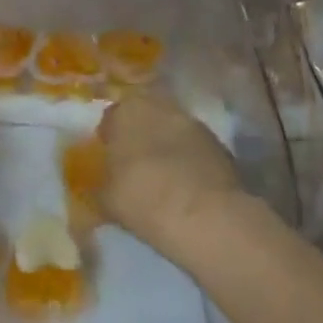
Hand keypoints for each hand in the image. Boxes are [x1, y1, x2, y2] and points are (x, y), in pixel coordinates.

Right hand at [95, 89, 243, 252]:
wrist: (206, 216)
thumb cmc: (143, 198)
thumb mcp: (106, 199)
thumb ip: (101, 185)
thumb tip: (102, 187)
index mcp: (125, 112)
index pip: (111, 119)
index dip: (110, 140)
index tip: (110, 162)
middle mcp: (159, 107)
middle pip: (144, 119)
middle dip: (140, 137)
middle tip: (136, 167)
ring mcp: (194, 124)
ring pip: (172, 132)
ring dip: (167, 148)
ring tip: (164, 179)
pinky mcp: (220, 145)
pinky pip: (195, 150)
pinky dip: (190, 162)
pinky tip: (187, 188)